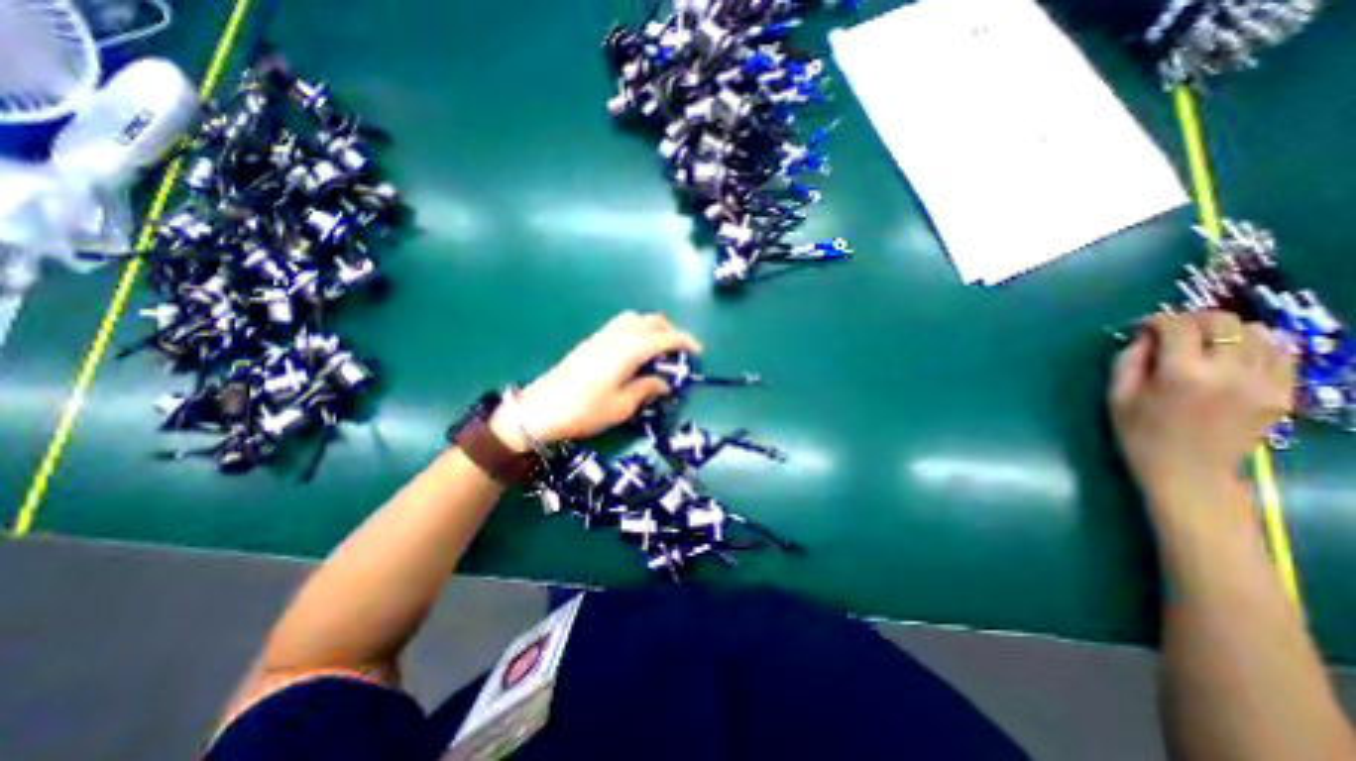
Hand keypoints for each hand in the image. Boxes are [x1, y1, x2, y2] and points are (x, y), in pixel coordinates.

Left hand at [496, 311, 709, 447]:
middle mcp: (615, 337)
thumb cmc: (584, 412)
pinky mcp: (590, 342)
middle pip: (650, 320)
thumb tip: (665, 383)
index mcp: (627, 352)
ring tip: (658, 349)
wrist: (539, 410)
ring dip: (652, 327)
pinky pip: (620, 326)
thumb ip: (646, 389)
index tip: (698, 351)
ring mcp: (600, 337)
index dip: (684, 341)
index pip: (663, 338)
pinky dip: (636, 330)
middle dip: (670, 331)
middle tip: (679, 351)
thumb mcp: (621, 406)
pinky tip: (635, 351)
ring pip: (634, 319)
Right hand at [1113, 311, 1290, 507]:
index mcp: (1181, 374)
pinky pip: (1281, 353)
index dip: (1157, 320)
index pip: (1176, 327)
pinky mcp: (1282, 392)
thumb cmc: (1139, 433)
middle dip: (1195, 319)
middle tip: (1174, 330)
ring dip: (1227, 331)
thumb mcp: (1118, 396)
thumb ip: (1129, 360)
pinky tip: (1234, 355)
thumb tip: (1145, 336)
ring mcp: (1264, 382)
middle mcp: (1229, 372)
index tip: (1143, 326)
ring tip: (1204, 343)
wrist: (1189, 472)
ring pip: (1258, 333)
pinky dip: (1257, 345)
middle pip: (1223, 322)